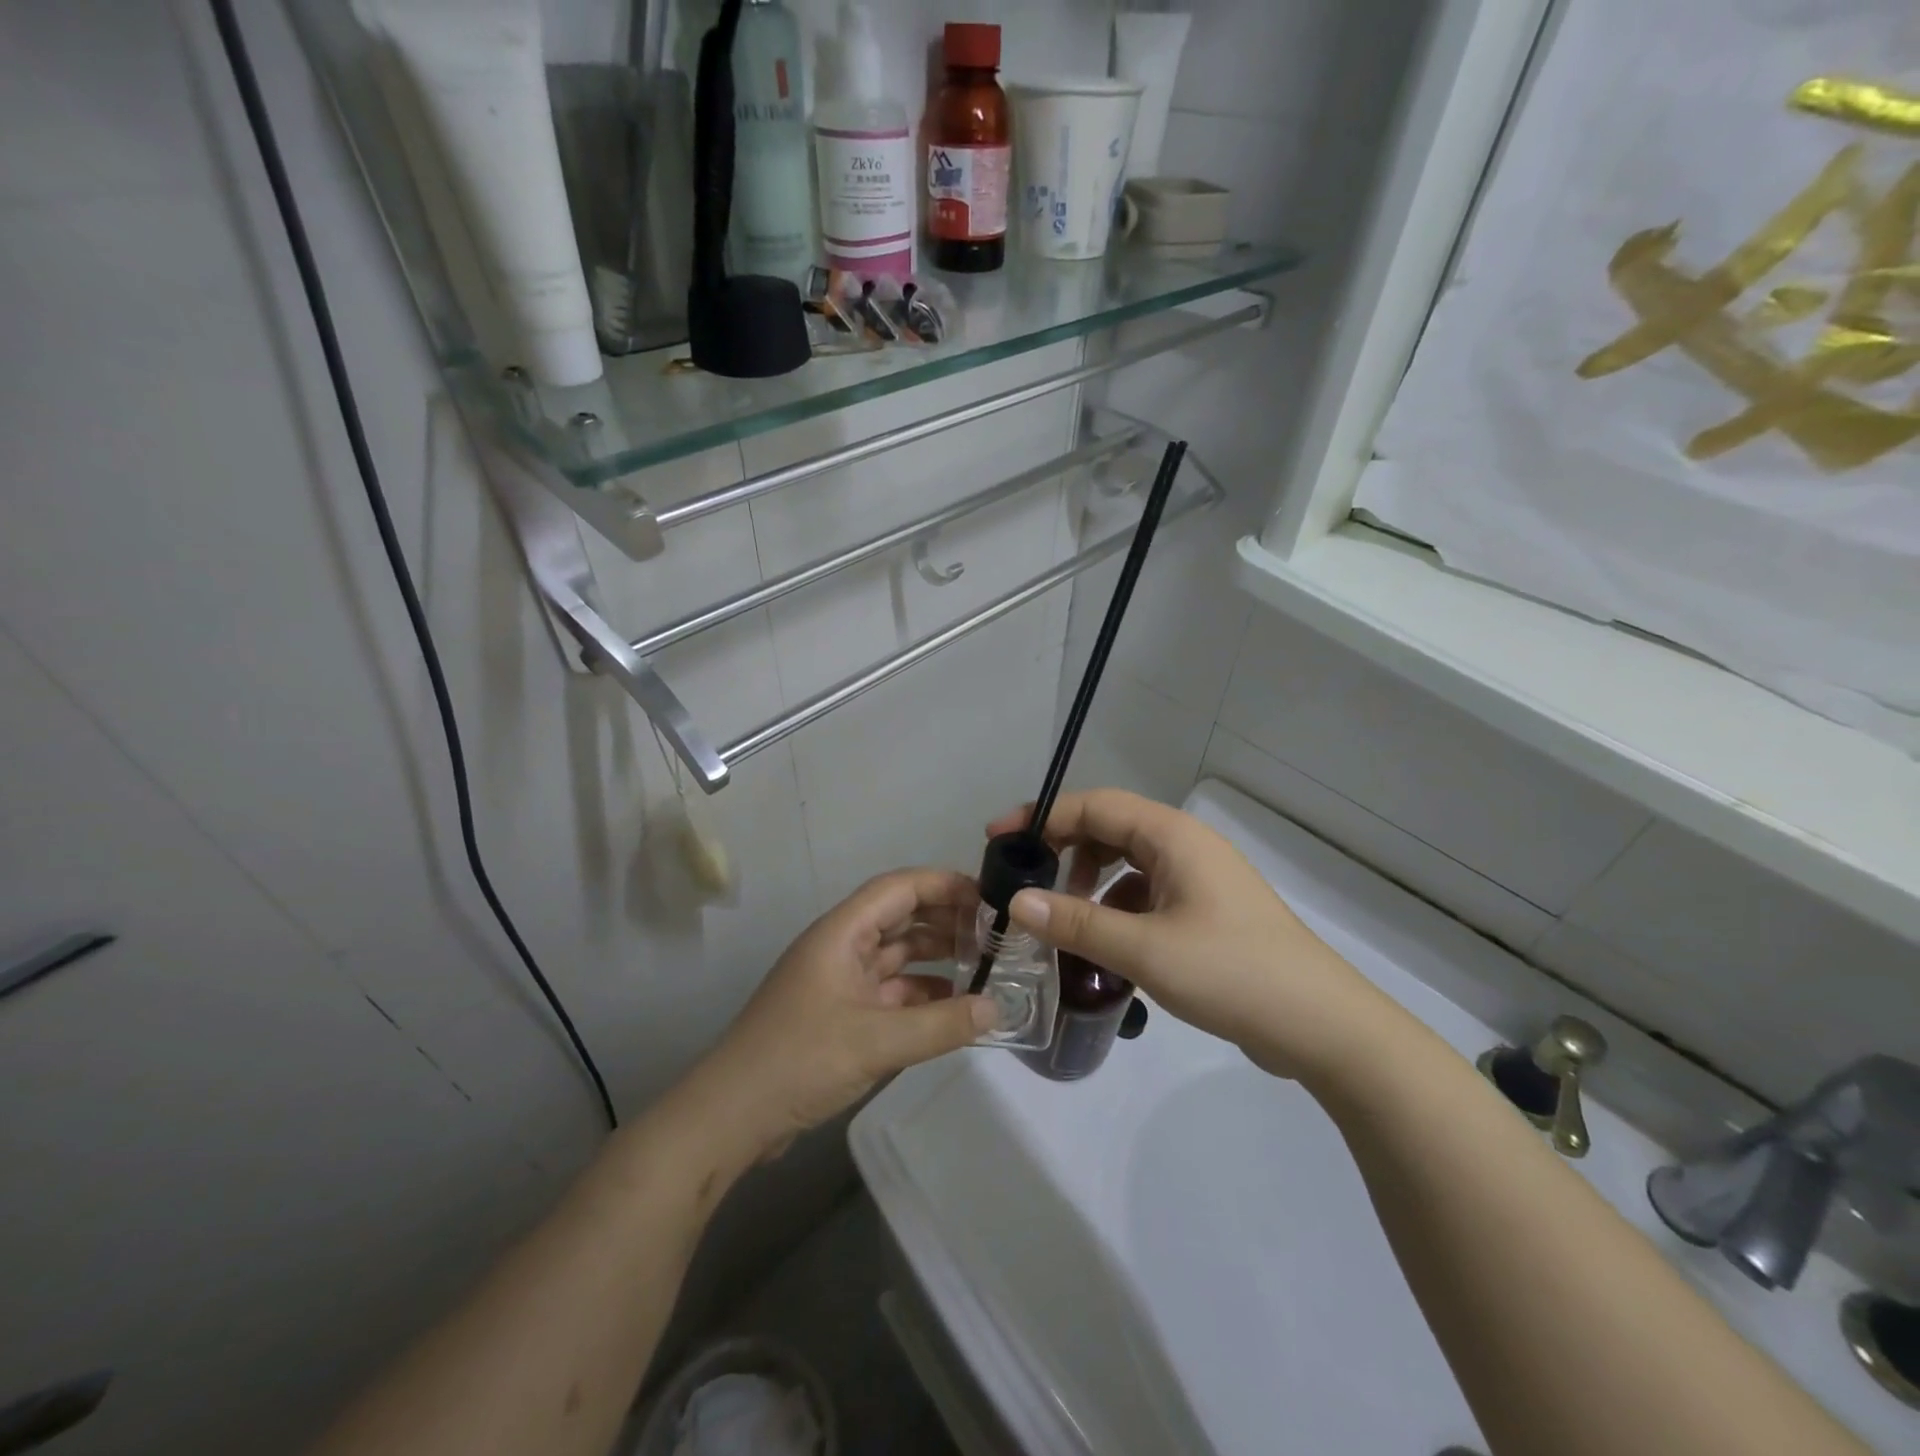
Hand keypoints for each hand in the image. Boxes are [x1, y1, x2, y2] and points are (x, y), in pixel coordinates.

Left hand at [684, 869, 996, 1160]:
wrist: (731, 1116)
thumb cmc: (800, 1060)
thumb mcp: (877, 1041)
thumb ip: (941, 1024)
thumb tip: (997, 1008)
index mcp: (842, 932)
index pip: (899, 888)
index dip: (944, 885)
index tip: (988, 897)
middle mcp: (841, 947)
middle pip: (900, 918)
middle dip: (946, 922)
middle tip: (994, 936)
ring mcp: (840, 981)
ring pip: (896, 956)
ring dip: (936, 959)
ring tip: (983, 969)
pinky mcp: (840, 1014)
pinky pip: (889, 991)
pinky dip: (921, 994)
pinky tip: (953, 1008)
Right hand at [987, 790, 1387, 1080]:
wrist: (1322, 1026)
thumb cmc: (1232, 972)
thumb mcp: (1145, 948)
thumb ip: (1077, 923)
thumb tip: (1016, 902)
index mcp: (1172, 836)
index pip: (1094, 806)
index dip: (1043, 817)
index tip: (998, 840)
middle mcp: (1184, 846)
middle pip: (1109, 830)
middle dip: (1063, 851)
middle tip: (1024, 883)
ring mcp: (1197, 880)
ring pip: (1126, 865)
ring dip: (1089, 884)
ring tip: (1062, 922)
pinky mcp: (1204, 912)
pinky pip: (1145, 894)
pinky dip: (1116, 910)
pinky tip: (1104, 946)